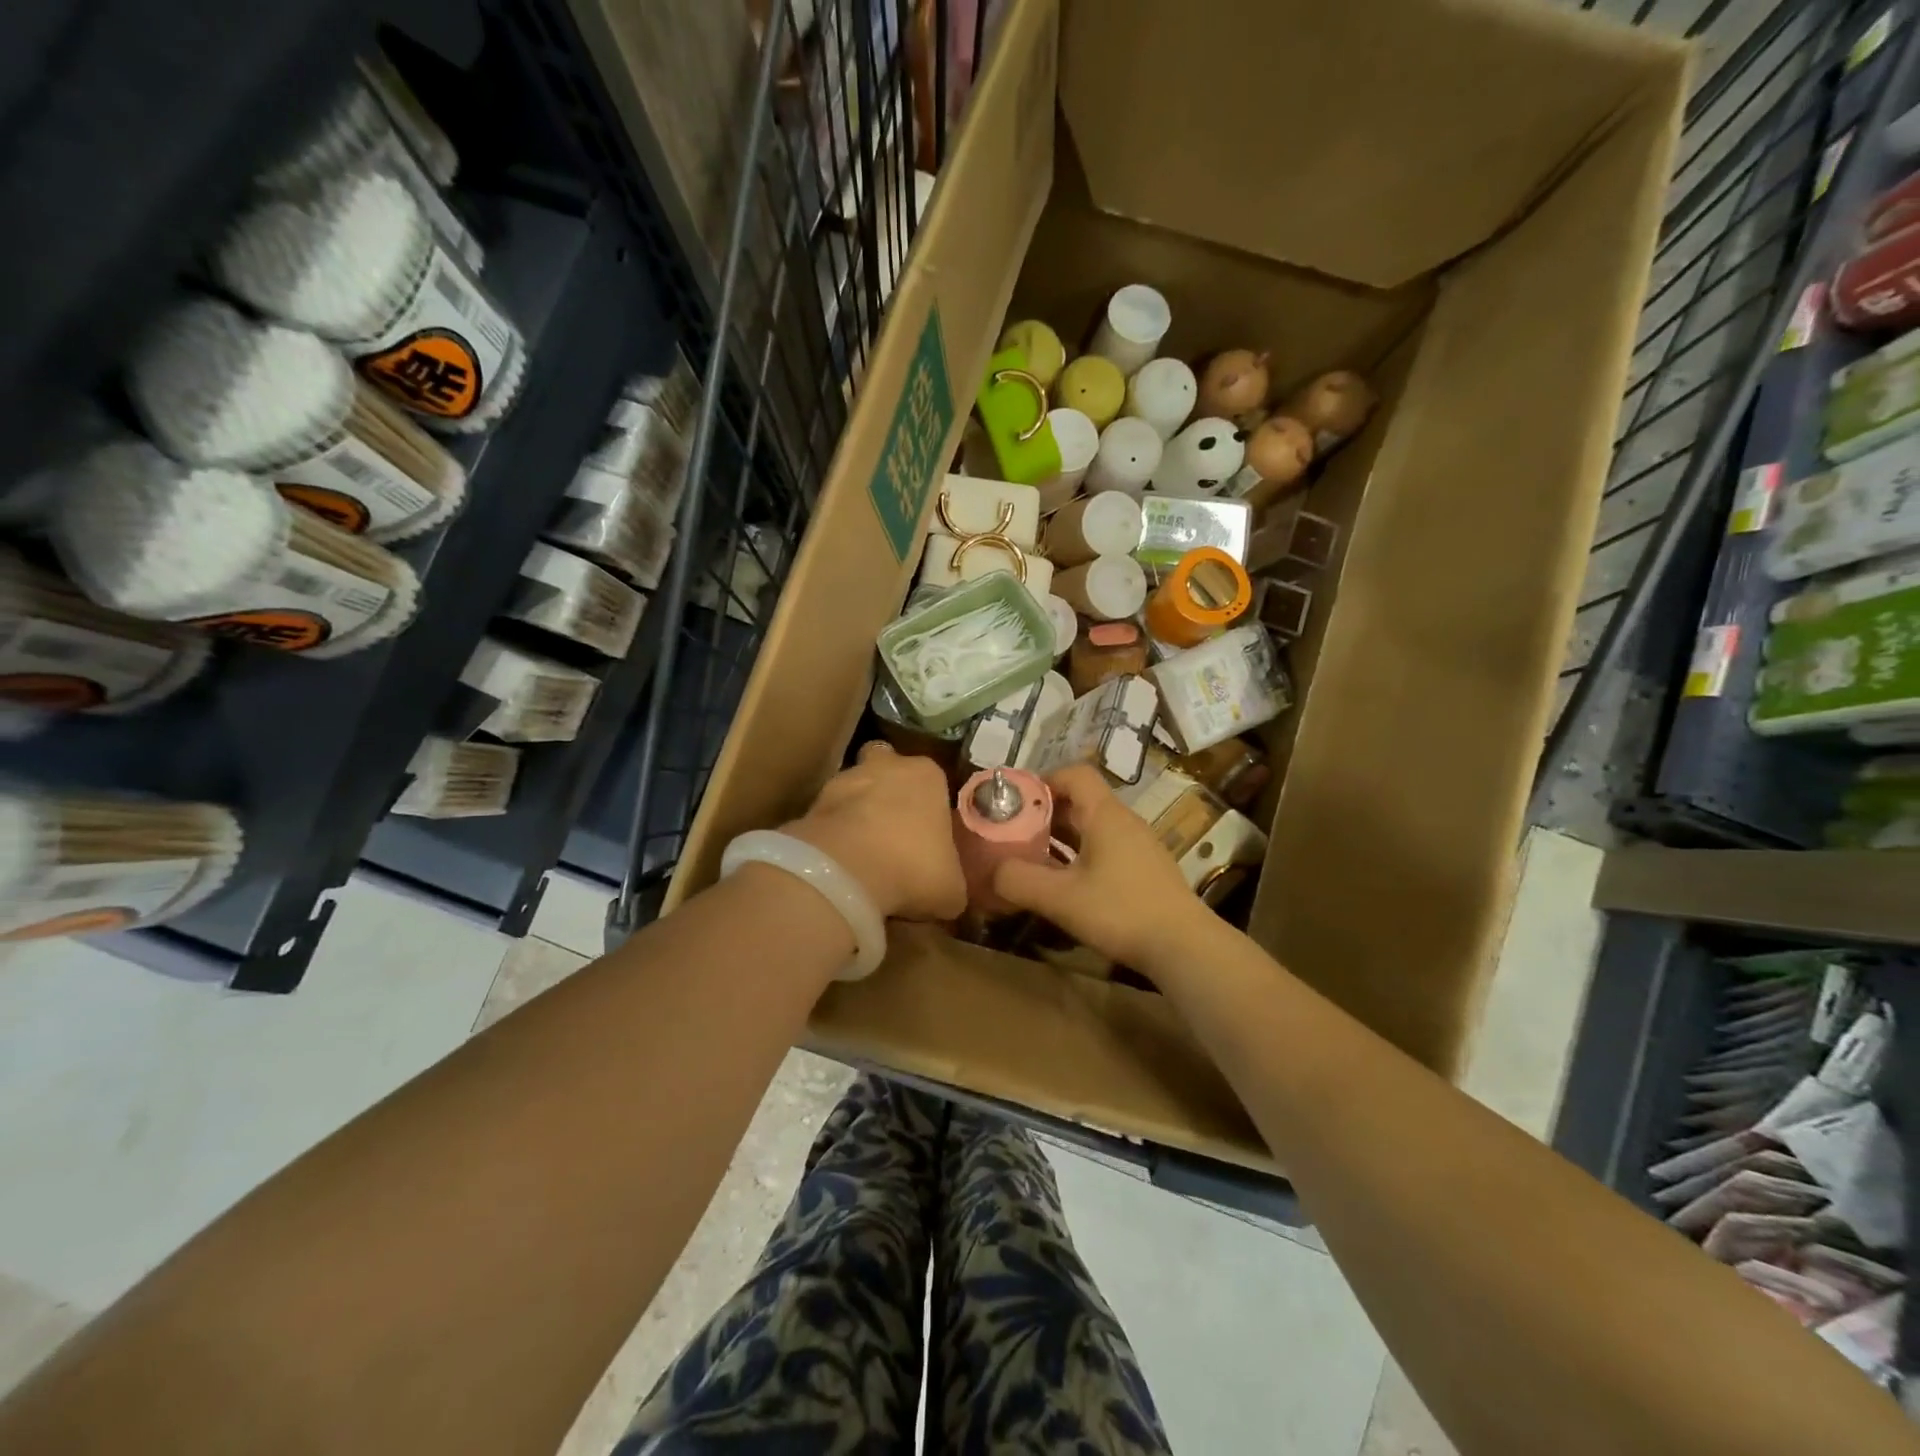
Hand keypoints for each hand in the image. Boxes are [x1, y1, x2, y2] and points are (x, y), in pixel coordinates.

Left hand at [784, 741, 966, 921]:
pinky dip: (832, 836)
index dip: (929, 804)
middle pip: (885, 767)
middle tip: (893, 831)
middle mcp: (884, 766)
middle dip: (887, 792)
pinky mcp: (809, 805)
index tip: (928, 832)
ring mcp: (842, 781)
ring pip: (852, 790)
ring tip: (862, 855)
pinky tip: (839, 865)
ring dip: (855, 814)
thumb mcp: (951, 888)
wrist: (846, 873)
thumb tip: (947, 893)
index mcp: (927, 775)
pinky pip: (827, 819)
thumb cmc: (914, 868)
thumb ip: (951, 880)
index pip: (932, 779)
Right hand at [992, 765, 1213, 969]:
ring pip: (1092, 827)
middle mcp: (1124, 822)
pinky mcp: (1145, 869)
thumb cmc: (1120, 912)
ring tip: (1032, 858)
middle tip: (1014, 833)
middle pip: (1081, 800)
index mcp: (1105, 815)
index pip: (1075, 774)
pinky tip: (1065, 883)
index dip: (1043, 780)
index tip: (1016, 802)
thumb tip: (992, 871)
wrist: (1184, 946)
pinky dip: (1080, 855)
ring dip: (1061, 837)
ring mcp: (1139, 846)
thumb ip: (1019, 880)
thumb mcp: (1060, 898)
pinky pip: (1105, 848)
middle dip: (1044, 813)